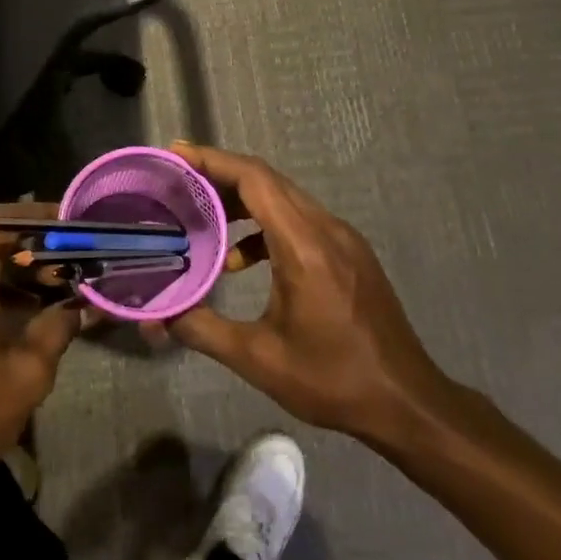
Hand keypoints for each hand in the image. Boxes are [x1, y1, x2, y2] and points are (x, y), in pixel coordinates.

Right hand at [163, 142, 462, 446]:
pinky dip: (265, 225)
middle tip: (178, 181)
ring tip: (202, 215)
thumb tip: (154, 319)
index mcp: (305, 245)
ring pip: (285, 199)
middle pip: (268, 181)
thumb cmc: (333, 379)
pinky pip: (300, 220)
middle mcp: (327, 229)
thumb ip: (201, 330)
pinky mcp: (350, 254)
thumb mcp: (258, 358)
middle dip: (221, 175)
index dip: (214, 161)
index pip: (256, 179)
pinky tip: (241, 260)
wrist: (406, 403)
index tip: (176, 156)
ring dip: (242, 200)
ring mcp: (343, 239)